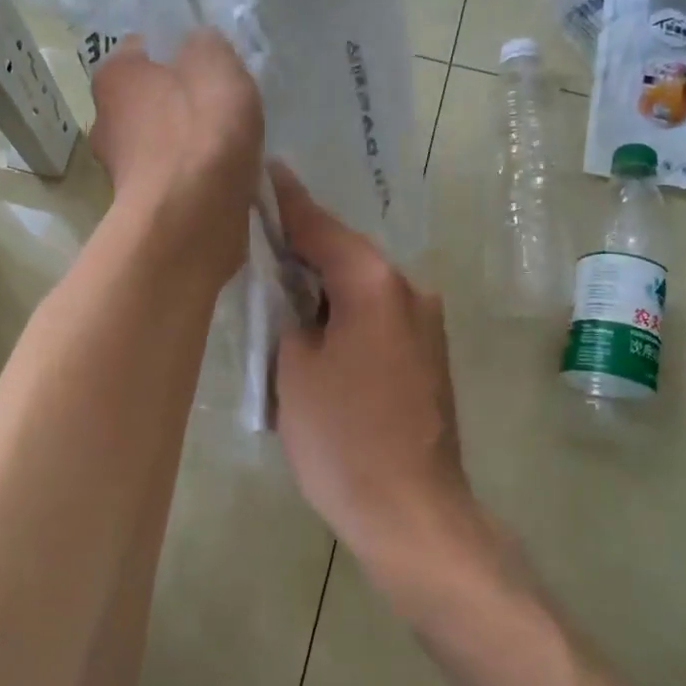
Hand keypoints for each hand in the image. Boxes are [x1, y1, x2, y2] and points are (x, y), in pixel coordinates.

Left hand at [89, 31, 262, 288]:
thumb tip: (198, 46)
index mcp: (114, 76)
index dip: (180, 52)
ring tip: (231, 150)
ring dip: (191, 145)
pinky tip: (224, 182)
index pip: (144, 49)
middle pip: (152, 99)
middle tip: (225, 108)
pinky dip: (195, 178)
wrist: (191, 218)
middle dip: (184, 101)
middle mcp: (105, 120)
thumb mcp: (215, 63)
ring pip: (163, 142)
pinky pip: (174, 179)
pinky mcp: (141, 207)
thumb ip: (206, 44)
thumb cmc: (201, 131)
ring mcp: (120, 169)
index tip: (212, 67)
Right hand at [270, 163, 482, 596]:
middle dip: (303, 246)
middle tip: (257, 237)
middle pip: (346, 253)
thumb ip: (286, 313)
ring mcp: (426, 325)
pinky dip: (345, 311)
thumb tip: (291, 294)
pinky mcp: (428, 356)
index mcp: (375, 283)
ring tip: (279, 284)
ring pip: (363, 286)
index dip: (287, 201)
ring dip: (323, 283)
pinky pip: (378, 315)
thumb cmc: (343, 438)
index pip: (321, 226)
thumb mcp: (293, 368)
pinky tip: (316, 326)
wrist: (412, 513)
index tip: (264, 171)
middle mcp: (410, 291)